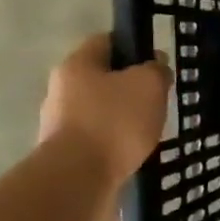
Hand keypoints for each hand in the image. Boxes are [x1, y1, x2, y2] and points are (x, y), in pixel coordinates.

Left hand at [37, 34, 172, 220]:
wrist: (79, 179)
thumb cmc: (114, 122)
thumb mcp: (149, 85)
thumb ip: (156, 69)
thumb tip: (155, 66)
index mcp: (77, 65)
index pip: (106, 41)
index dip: (134, 46)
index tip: (157, 62)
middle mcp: (61, 90)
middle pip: (102, 78)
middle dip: (131, 86)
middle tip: (159, 98)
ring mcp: (60, 124)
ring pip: (101, 110)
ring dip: (125, 117)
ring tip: (151, 128)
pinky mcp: (67, 153)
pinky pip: (99, 138)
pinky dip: (117, 142)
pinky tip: (135, 151)